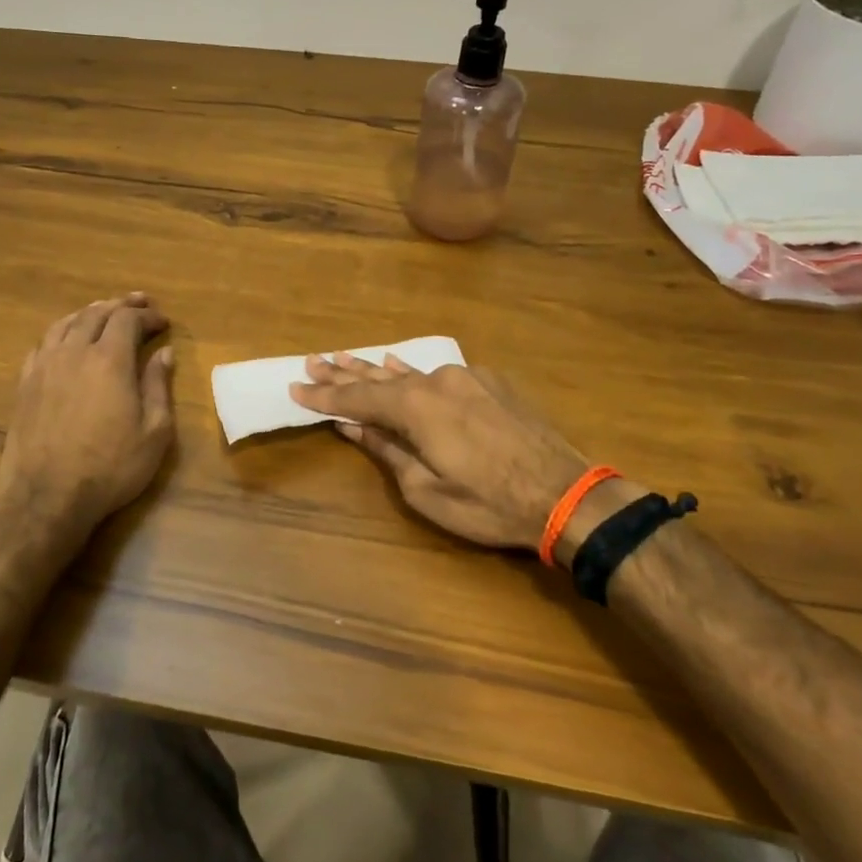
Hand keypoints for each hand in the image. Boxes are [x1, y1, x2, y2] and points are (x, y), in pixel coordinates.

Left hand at [0, 293, 175, 552]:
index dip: (147, 315)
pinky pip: (43, 344)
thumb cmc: (111, 467)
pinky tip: (66, 339)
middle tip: (139, 302)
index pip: (127, 320)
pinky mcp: (25, 384)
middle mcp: (74, 352)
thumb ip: (158, 386)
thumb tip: (164, 353)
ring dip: (89, 312)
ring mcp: (44, 366)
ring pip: (66, 323)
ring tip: (103, 311)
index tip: (163, 321)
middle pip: (96, 314)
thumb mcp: (154, 432)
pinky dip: (61, 332)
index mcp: (109, 360)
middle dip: (120, 305)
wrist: (47, 496)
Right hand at [291, 353, 632, 552]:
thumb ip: (387, 451)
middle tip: (313, 361)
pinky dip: (414, 373)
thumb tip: (353, 427)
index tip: (295, 387)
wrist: (565, 494)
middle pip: (379, 376)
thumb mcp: (426, 490)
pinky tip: (400, 366)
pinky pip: (441, 374)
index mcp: (417, 408)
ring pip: (411, 372)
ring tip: (346, 358)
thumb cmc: (488, 504)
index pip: (358, 398)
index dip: (325, 396)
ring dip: (376, 369)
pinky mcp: (491, 383)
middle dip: (344, 372)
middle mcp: (437, 381)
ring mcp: (467, 377)